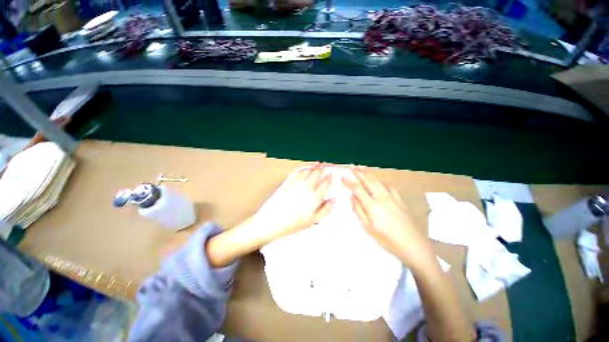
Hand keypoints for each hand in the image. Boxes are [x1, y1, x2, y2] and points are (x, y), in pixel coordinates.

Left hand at [252, 162, 333, 244]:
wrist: (271, 221)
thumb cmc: (291, 223)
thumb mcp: (312, 220)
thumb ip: (325, 209)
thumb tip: (332, 201)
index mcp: (314, 196)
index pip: (325, 183)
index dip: (329, 177)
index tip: (331, 175)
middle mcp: (306, 187)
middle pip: (317, 173)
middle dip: (322, 170)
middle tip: (324, 167)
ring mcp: (296, 183)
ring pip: (307, 170)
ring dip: (313, 167)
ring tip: (316, 165)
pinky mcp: (287, 182)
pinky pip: (297, 172)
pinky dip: (302, 169)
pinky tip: (303, 169)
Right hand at [342, 167, 434, 269]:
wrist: (414, 246)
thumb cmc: (388, 240)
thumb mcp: (369, 228)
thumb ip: (359, 211)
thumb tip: (352, 197)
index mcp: (372, 206)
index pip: (358, 189)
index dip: (349, 182)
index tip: (342, 177)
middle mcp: (382, 198)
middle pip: (368, 181)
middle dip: (359, 173)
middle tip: (352, 167)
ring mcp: (393, 197)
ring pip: (378, 181)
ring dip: (369, 174)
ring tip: (362, 168)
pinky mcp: (400, 199)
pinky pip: (390, 186)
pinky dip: (382, 180)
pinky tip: (380, 179)